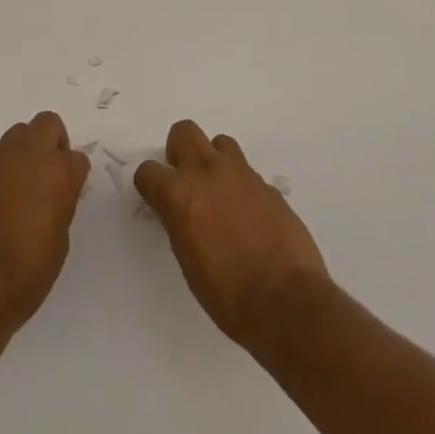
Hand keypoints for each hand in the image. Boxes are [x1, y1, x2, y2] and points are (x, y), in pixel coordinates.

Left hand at [0, 111, 89, 335]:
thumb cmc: (27, 273)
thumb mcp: (60, 241)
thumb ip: (62, 204)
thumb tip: (59, 192)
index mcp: (57, 173)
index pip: (77, 158)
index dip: (76, 176)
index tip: (72, 194)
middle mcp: (28, 157)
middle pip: (47, 124)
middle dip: (55, 142)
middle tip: (53, 174)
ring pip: (20, 133)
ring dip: (29, 150)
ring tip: (30, 185)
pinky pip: (0, 158)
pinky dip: (8, 169)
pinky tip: (8, 200)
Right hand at [136, 120, 330, 351]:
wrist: (286, 302)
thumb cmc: (227, 295)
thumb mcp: (188, 261)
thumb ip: (180, 224)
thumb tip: (182, 213)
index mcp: (179, 194)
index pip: (148, 170)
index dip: (150, 184)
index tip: (157, 199)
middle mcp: (208, 173)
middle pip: (184, 132)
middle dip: (180, 151)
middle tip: (187, 181)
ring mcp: (242, 175)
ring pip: (220, 143)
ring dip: (215, 161)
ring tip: (221, 193)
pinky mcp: (269, 186)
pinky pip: (248, 173)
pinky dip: (242, 187)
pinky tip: (250, 216)